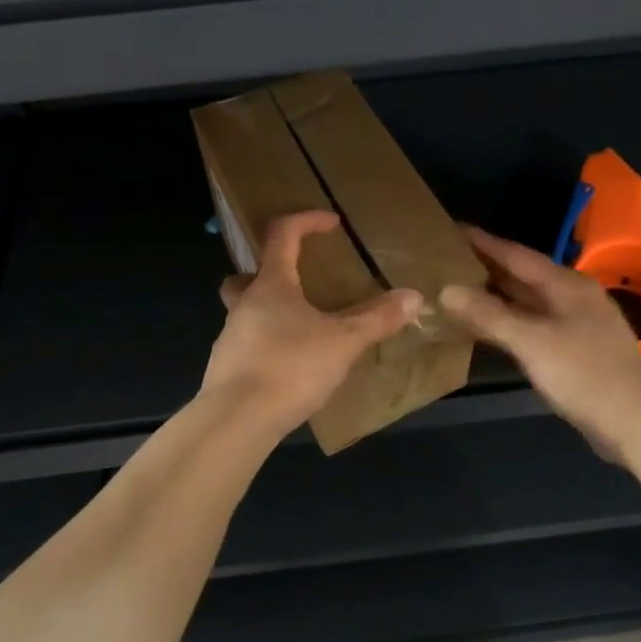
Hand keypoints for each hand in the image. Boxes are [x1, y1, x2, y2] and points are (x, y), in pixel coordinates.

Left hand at [203, 211, 422, 430]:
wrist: (236, 421)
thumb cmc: (290, 368)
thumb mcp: (343, 342)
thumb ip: (377, 319)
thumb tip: (414, 297)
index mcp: (271, 286)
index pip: (282, 234)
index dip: (306, 220)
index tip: (332, 223)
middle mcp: (244, 304)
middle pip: (249, 275)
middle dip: (272, 272)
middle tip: (299, 283)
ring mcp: (230, 338)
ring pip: (247, 312)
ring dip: (271, 313)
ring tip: (304, 332)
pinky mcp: (226, 369)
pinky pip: (248, 345)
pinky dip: (268, 347)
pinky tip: (290, 368)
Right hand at [440, 226, 640, 461]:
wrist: (638, 423)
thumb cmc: (585, 374)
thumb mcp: (532, 342)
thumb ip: (489, 314)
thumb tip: (446, 289)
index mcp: (566, 284)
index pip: (516, 254)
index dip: (482, 242)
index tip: (450, 230)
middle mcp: (572, 296)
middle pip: (521, 275)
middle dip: (485, 268)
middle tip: (444, 262)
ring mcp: (576, 324)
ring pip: (526, 301)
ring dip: (494, 297)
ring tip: (455, 291)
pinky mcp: (575, 349)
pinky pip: (532, 324)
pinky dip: (507, 322)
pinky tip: (485, 329)